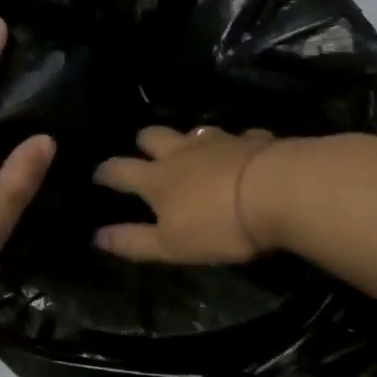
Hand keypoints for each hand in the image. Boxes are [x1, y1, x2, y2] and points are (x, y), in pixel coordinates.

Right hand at [93, 125, 279, 263]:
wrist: (280, 192)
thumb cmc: (219, 225)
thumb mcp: (171, 245)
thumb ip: (133, 241)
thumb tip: (96, 237)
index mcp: (156, 179)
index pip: (119, 170)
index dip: (105, 172)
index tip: (97, 174)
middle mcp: (182, 152)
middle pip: (152, 136)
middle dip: (143, 142)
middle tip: (145, 154)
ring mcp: (219, 141)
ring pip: (194, 131)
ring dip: (188, 140)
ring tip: (192, 151)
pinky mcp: (253, 140)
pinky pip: (239, 138)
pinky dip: (236, 146)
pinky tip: (243, 154)